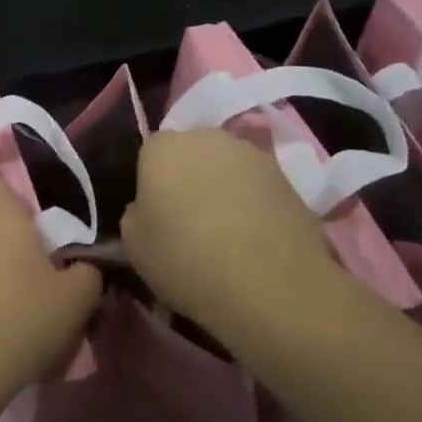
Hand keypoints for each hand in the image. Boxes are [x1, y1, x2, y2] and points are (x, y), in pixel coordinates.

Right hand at [122, 130, 359, 333]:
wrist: (271, 284)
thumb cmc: (186, 259)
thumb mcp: (134, 246)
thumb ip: (135, 215)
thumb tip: (147, 208)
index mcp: (163, 147)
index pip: (149, 153)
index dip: (151, 183)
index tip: (156, 216)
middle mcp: (207, 137)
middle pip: (191, 153)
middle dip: (188, 178)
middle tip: (189, 222)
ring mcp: (252, 154)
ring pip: (226, 168)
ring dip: (223, 189)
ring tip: (226, 234)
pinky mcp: (288, 177)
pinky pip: (256, 187)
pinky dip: (253, 205)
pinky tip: (254, 240)